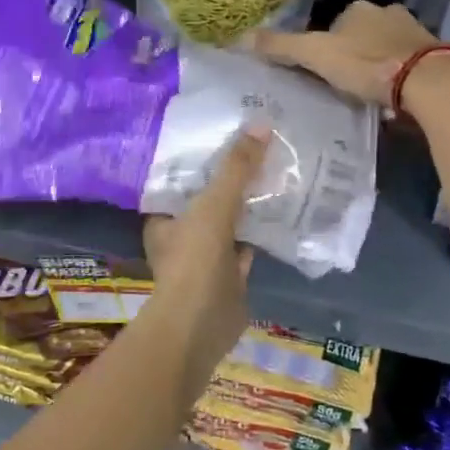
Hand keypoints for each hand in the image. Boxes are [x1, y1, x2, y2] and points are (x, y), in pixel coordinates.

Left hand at [141, 126, 268, 385]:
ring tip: (276, 168)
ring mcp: (206, 256)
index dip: (201, 156)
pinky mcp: (230, 275)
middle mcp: (181, 235)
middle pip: (208, 197)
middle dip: (231, 177)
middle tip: (260, 144)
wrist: (201, 325)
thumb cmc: (194, 261)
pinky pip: (249, 244)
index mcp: (163, 217)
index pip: (180, 177)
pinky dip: (264, 230)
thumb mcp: (212, 205)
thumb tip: (260, 124)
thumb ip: (235, 168)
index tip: (227, 130)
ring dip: (249, 202)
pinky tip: (286, 209)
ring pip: (230, 221)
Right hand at [246, 1, 441, 110]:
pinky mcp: (433, 53)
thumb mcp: (315, 55)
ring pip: (385, 47)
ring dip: (376, 64)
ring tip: (367, 93)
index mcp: (358, 8)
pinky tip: (393, 95)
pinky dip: (398, 75)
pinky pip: (407, 63)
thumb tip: (239, 38)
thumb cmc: (366, 65)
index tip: (321, 72)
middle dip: (352, 54)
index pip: (332, 24)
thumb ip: (281, 47)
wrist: (426, 81)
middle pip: (360, 34)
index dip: (324, 48)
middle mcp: (388, 11)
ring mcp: (414, 31)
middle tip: (343, 85)